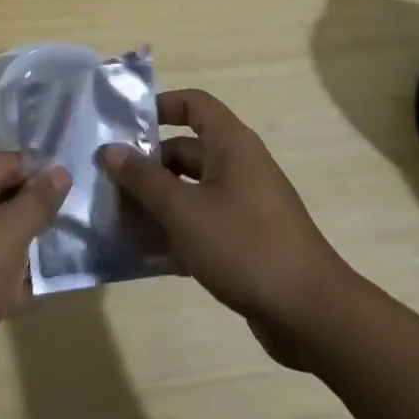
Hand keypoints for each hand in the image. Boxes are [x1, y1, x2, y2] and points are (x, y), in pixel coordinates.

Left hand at [0, 154, 69, 407]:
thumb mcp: (9, 233)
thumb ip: (38, 201)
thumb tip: (60, 171)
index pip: (5, 163)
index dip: (41, 176)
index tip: (75, 194)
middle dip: (32, 215)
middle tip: (73, 227)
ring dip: (21, 250)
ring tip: (60, 261)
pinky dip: (4, 281)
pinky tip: (34, 296)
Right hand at [100, 89, 355, 368]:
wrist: (310, 314)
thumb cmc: (244, 245)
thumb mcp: (183, 210)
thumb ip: (143, 179)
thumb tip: (110, 150)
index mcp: (231, 144)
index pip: (193, 104)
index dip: (160, 106)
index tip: (124, 124)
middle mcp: (239, 166)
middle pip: (185, 150)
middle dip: (147, 165)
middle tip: (108, 181)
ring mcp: (245, 204)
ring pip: (191, 190)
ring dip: (157, 201)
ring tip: (117, 218)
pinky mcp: (246, 239)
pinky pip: (202, 222)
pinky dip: (176, 231)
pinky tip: (146, 252)